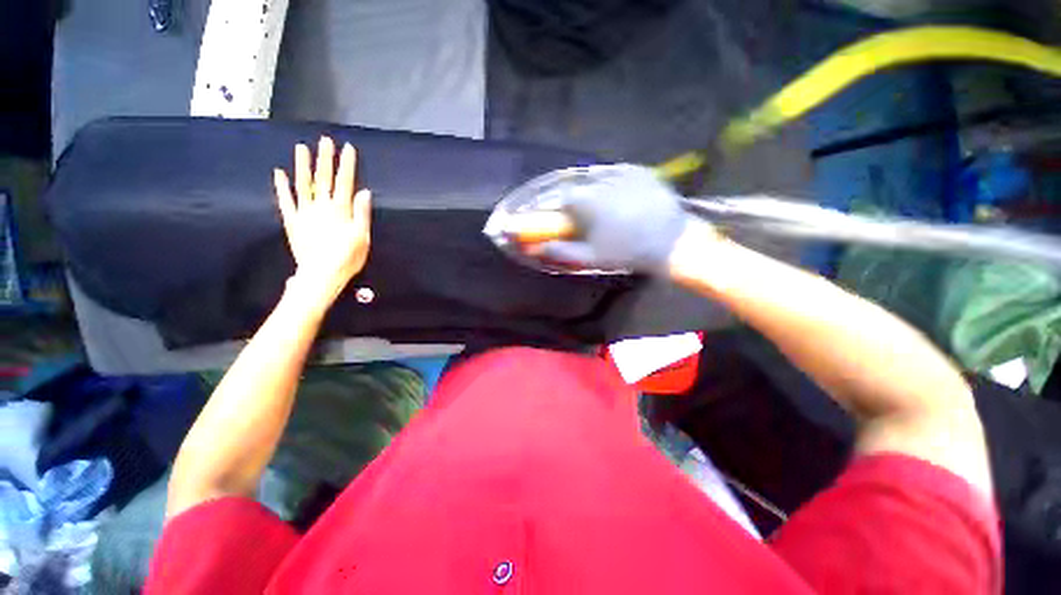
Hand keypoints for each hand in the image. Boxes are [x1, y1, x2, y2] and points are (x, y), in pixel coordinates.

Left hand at [273, 136, 371, 305]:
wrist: (321, 274)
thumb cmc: (347, 257)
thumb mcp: (362, 237)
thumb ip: (362, 213)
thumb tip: (364, 192)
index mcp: (341, 210)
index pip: (345, 182)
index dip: (347, 165)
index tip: (348, 148)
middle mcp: (322, 206)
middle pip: (324, 179)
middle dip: (326, 159)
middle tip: (325, 140)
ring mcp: (304, 212)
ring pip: (303, 184)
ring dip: (302, 165)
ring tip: (301, 147)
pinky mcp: (292, 221)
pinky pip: (286, 201)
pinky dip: (282, 187)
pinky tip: (279, 173)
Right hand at [531, 164, 689, 273]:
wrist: (671, 242)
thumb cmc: (627, 251)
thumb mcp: (591, 258)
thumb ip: (562, 252)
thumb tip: (540, 248)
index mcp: (586, 200)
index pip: (562, 199)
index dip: (561, 210)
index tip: (565, 221)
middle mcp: (601, 180)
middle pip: (580, 187)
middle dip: (579, 202)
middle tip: (588, 219)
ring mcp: (623, 172)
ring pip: (598, 178)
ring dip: (595, 190)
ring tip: (605, 209)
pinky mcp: (640, 170)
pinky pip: (618, 172)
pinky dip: (613, 181)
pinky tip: (619, 196)